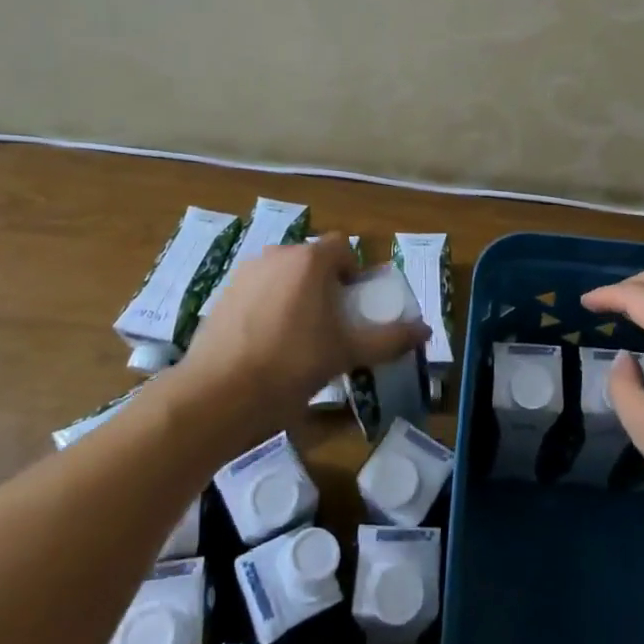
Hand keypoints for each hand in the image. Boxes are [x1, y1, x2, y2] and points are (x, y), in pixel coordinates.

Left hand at [184, 235, 428, 410]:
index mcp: (310, 260)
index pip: (342, 247)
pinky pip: (257, 290)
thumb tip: (426, 331)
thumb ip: (389, 339)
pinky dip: (268, 306)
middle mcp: (276, 255)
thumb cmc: (291, 366)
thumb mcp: (346, 354)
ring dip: (296, 293)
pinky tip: (266, 343)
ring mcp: (245, 273)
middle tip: (331, 323)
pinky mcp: (221, 295)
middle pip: (312, 260)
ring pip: (283, 274)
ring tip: (298, 336)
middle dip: (325, 283)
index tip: (353, 303)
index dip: (353, 271)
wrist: (217, 396)